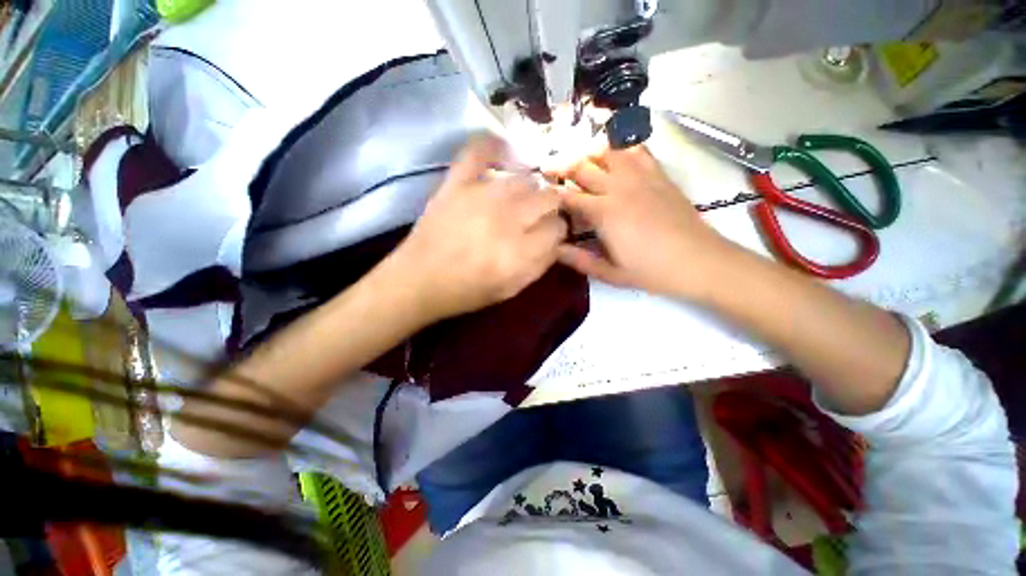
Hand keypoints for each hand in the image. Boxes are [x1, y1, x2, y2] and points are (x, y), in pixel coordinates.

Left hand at [387, 135, 566, 322]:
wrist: (419, 280)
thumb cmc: (468, 290)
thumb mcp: (512, 288)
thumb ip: (541, 264)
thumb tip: (559, 241)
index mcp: (521, 251)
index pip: (559, 227)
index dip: (558, 232)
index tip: (550, 235)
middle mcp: (507, 218)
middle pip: (548, 198)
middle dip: (550, 209)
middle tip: (537, 219)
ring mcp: (481, 195)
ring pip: (524, 179)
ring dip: (528, 191)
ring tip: (519, 202)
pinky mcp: (457, 183)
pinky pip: (479, 150)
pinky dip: (493, 146)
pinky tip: (504, 152)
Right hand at [558, 145, 730, 298]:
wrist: (699, 261)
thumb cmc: (651, 271)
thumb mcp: (610, 273)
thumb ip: (579, 260)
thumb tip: (554, 249)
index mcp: (604, 213)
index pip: (569, 196)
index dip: (552, 194)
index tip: (540, 194)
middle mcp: (619, 188)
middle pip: (583, 166)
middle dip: (561, 165)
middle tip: (547, 167)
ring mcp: (641, 177)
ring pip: (608, 151)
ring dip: (588, 151)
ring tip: (577, 157)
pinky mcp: (659, 175)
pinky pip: (637, 149)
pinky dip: (621, 145)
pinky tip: (613, 151)